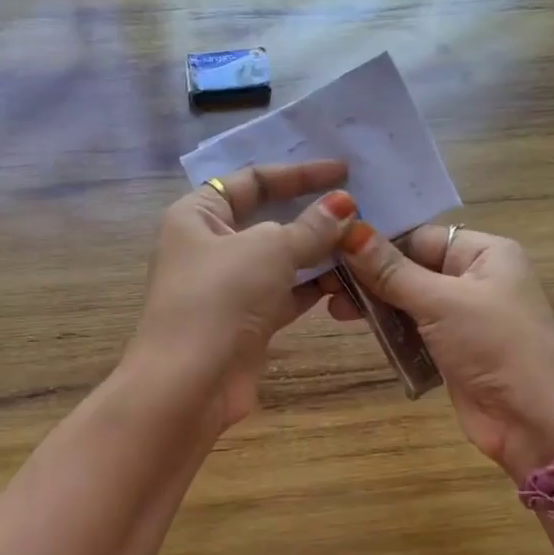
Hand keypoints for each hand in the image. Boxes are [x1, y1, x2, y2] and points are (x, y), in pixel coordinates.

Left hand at [132, 160, 355, 428]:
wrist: (190, 383)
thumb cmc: (220, 298)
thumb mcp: (269, 250)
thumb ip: (310, 227)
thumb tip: (344, 205)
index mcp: (197, 215)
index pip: (251, 180)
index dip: (298, 173)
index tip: (343, 171)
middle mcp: (209, 246)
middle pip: (267, 219)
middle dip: (312, 213)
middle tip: (360, 206)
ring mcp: (228, 287)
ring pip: (280, 260)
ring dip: (318, 252)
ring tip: (364, 241)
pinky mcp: (246, 321)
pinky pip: (286, 293)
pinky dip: (314, 287)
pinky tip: (349, 279)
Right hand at [328, 222, 553, 476]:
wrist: (535, 420)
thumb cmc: (496, 346)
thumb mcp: (441, 302)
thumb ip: (391, 270)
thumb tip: (348, 231)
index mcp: (484, 253)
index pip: (419, 237)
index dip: (377, 243)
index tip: (331, 249)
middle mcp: (474, 279)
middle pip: (411, 268)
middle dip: (370, 276)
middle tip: (325, 284)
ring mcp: (463, 317)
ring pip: (408, 301)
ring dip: (375, 305)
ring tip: (334, 309)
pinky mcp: (451, 351)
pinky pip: (413, 331)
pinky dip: (389, 331)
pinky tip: (356, 328)